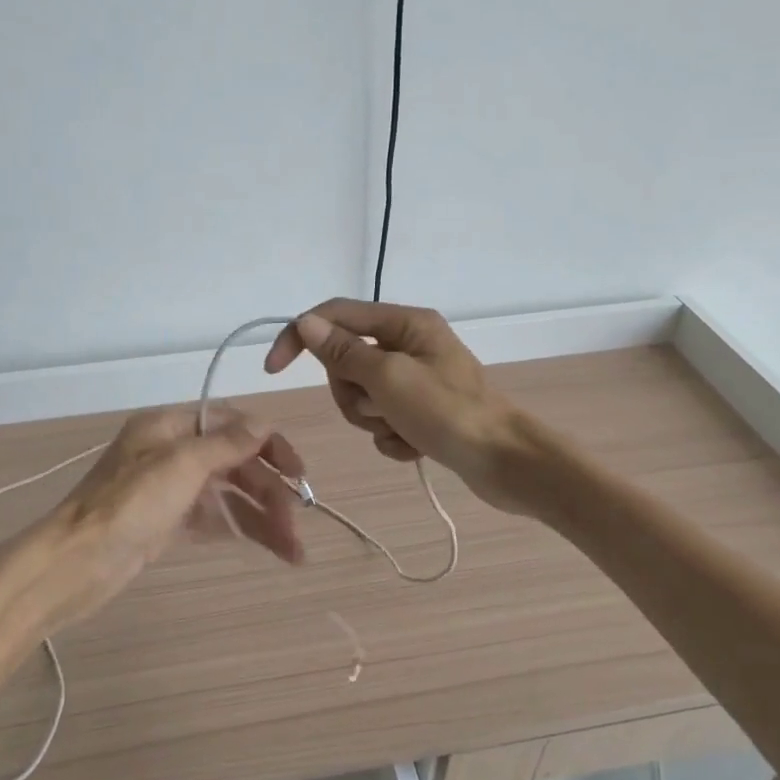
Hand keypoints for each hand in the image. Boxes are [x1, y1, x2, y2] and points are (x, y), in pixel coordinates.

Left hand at [29, 406, 306, 630]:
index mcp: (169, 427)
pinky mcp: (169, 524)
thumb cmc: (128, 504)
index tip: (298, 470)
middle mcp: (172, 453)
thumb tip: (263, 423)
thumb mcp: (180, 465)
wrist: (74, 564)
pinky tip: (272, 548)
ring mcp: (171, 490)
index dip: (268, 444)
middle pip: (234, 464)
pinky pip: (215, 520)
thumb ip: (225, 444)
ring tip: (295, 551)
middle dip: (269, 492)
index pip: (230, 423)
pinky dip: (242, 530)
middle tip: (297, 523)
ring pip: (229, 496)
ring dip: (263, 518)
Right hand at [264, 299, 532, 513]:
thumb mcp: (388, 378)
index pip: (335, 316)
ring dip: (373, 419)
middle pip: (346, 361)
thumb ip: (344, 350)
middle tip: (378, 408)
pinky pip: (383, 421)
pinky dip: (392, 437)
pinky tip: (416, 447)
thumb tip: (306, 322)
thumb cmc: (448, 413)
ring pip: (361, 395)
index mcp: (405, 323)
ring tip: (402, 430)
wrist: (505, 463)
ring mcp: (416, 380)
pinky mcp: (422, 412)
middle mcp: (409, 344)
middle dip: (352, 392)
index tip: (274, 369)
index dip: (300, 336)